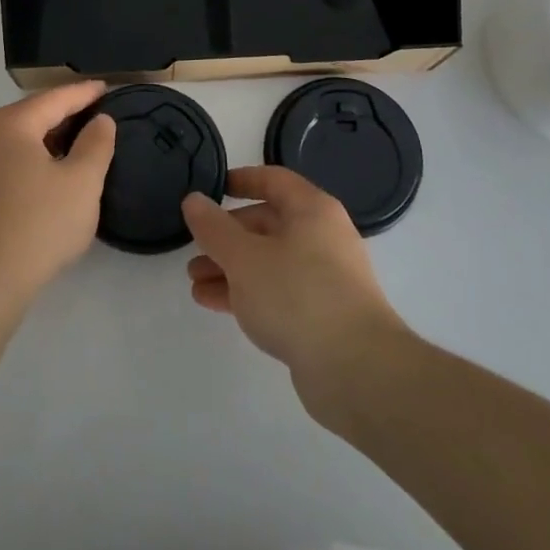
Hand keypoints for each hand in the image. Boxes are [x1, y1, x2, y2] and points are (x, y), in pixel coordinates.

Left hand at [0, 82, 117, 322]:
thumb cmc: (38, 225)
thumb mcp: (82, 183)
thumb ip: (96, 144)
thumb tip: (100, 121)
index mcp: (11, 124)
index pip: (55, 98)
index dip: (85, 93)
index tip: (107, 88)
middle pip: (33, 114)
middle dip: (65, 113)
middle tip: (97, 115)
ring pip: (19, 139)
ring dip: (49, 138)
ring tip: (78, 144)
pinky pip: (8, 161)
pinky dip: (32, 159)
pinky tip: (50, 175)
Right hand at [184, 167, 406, 399]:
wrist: (356, 370)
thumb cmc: (297, 295)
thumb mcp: (244, 256)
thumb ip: (214, 227)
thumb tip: (193, 200)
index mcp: (312, 210)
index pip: (273, 180)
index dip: (240, 180)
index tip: (211, 189)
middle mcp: (323, 237)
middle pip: (268, 224)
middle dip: (227, 235)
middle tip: (195, 248)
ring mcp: (325, 278)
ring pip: (269, 261)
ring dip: (231, 268)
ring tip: (195, 282)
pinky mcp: (322, 315)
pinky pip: (277, 292)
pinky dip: (247, 293)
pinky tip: (214, 303)